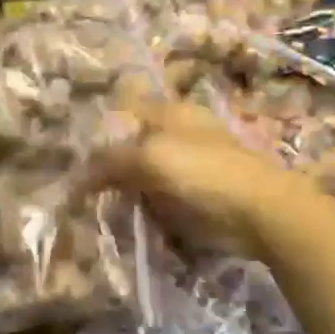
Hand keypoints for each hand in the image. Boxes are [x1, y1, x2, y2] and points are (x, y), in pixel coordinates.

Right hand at [90, 100, 320, 256]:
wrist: (261, 213)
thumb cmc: (205, 172)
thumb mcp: (150, 157)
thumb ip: (109, 161)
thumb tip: (76, 178)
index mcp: (169, 111)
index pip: (123, 112)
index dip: (99, 131)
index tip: (73, 157)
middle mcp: (177, 134)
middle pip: (131, 146)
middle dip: (108, 167)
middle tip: (81, 191)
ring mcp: (188, 167)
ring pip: (143, 176)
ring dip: (124, 193)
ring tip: (99, 210)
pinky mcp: (195, 197)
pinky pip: (158, 202)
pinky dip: (144, 211)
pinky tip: (128, 221)